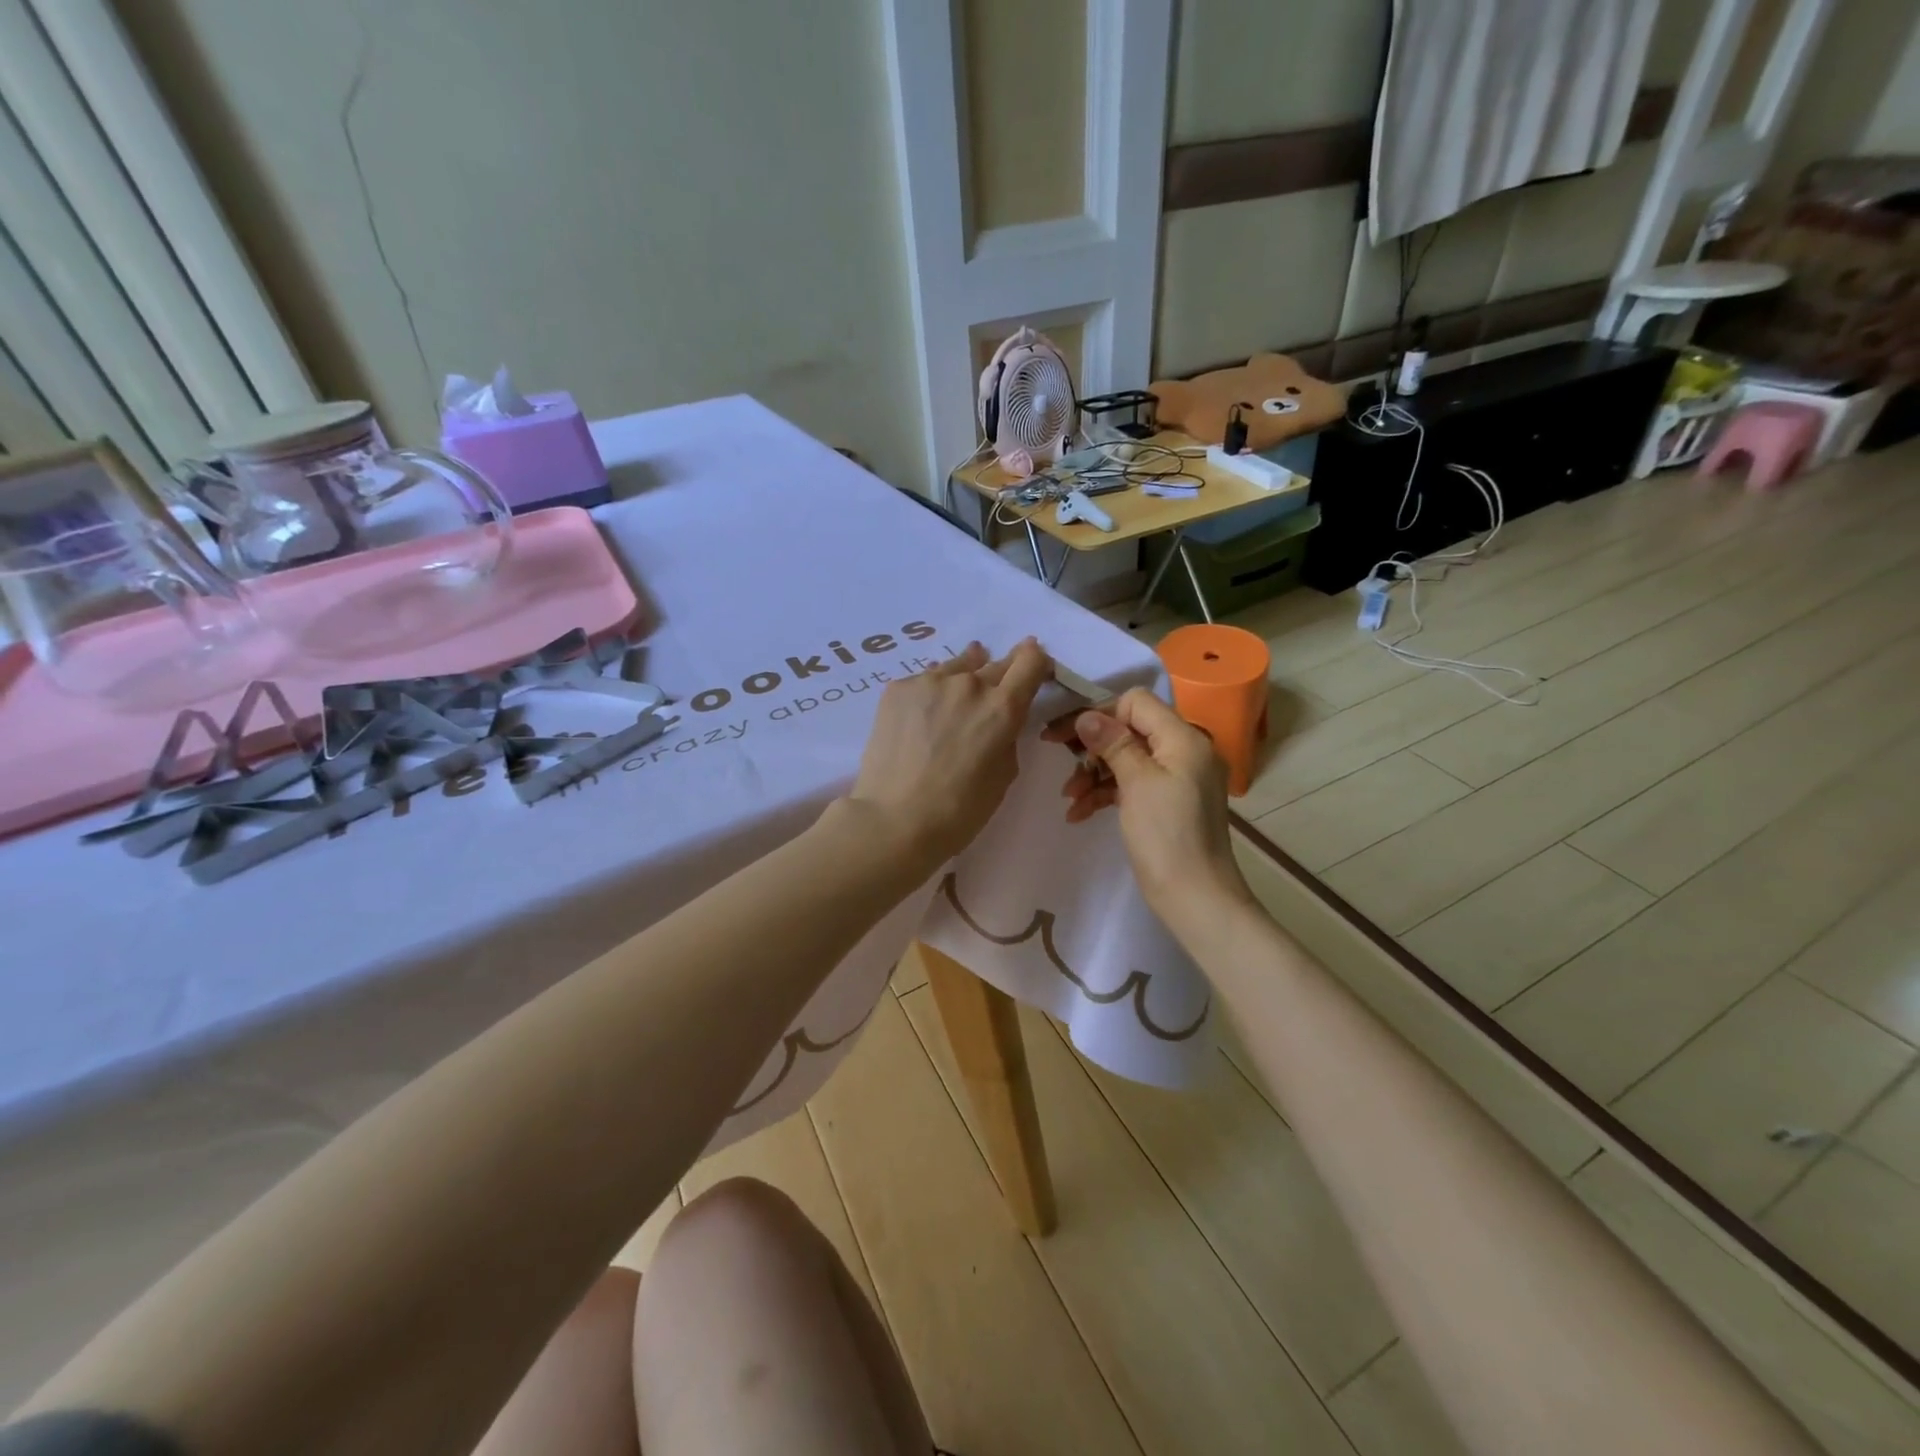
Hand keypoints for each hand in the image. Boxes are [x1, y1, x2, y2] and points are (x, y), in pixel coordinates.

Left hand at [846, 639, 1052, 866]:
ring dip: (963, 680)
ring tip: (953, 705)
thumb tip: (998, 717)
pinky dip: (930, 693)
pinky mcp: (897, 688)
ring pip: (957, 668)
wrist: (893, 820)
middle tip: (991, 699)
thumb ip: (1007, 735)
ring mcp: (929, 681)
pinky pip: (924, 680)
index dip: (1036, 662)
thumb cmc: (959, 811)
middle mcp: (969, 683)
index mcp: (1002, 707)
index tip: (1033, 671)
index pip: (1031, 661)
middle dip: (1000, 677)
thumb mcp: (1003, 774)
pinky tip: (921, 719)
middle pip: (995, 663)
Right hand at [1046, 688, 1253, 937]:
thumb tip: (1087, 715)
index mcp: (1184, 738)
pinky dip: (1106, 793)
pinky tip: (1079, 813)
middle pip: (1130, 729)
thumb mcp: (1136, 783)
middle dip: (1093, 747)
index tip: (1068, 735)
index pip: (1136, 702)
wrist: (1196, 897)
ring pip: (1127, 758)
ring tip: (1069, 798)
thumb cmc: (1166, 836)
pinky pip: (1133, 784)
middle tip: (1061, 761)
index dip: (1101, 714)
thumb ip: (1113, 743)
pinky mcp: (1169, 802)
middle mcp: (1185, 750)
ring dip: (1094, 773)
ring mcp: (1178, 778)